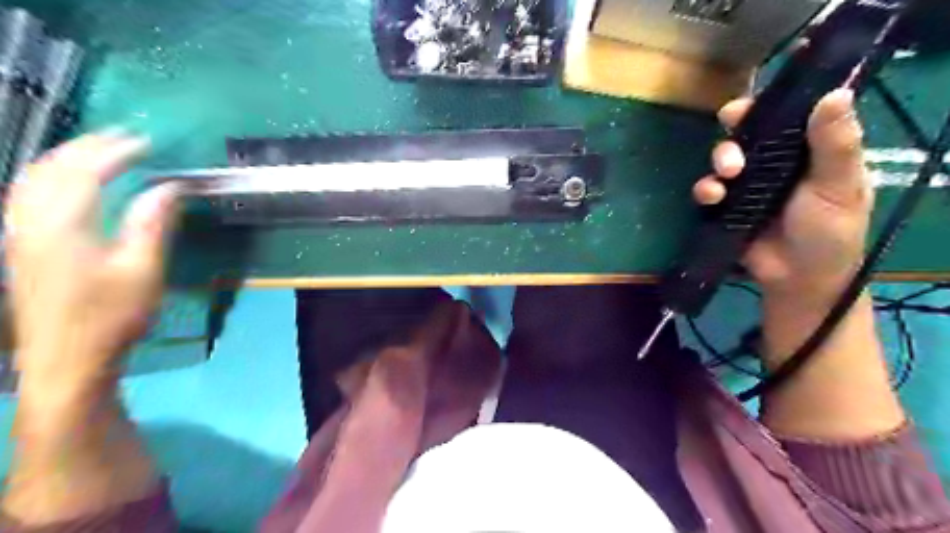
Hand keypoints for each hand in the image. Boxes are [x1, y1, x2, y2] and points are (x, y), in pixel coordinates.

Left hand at [5, 131, 179, 392]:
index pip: (85, 173)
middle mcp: (31, 222)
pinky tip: (63, 182)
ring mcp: (18, 235)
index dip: (115, 152)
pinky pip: (24, 196)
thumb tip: (167, 188)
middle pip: (51, 169)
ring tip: (95, 150)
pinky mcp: (18, 248)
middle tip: (123, 137)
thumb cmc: (112, 316)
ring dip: (63, 158)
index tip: (145, 142)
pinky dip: (47, 177)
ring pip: (31, 180)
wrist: (66, 359)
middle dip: (87, 147)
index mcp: (63, 226)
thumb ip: (151, 225)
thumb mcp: (142, 271)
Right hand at [696, 87, 871, 303]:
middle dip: (733, 138)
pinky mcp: (727, 207)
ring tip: (726, 177)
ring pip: (724, 160)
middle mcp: (775, 163)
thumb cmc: (829, 231)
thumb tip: (835, 93)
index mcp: (807, 151)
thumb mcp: (839, 186)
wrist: (798, 279)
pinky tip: (712, 198)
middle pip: (746, 136)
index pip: (785, 118)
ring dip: (718, 162)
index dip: (764, 108)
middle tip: (734, 154)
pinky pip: (709, 190)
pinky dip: (706, 190)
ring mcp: (748, 185)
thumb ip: (835, 144)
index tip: (744, 108)